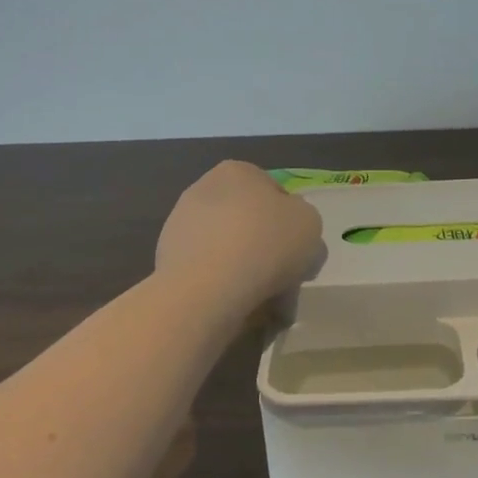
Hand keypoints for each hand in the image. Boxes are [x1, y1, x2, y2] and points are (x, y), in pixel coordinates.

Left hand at [156, 161, 324, 309]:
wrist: (206, 289)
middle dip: (266, 248)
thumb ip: (305, 221)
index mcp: (238, 171)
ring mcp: (180, 224)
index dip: (291, 224)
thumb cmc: (265, 243)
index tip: (298, 251)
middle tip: (283, 279)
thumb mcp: (310, 224)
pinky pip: (207, 271)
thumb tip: (291, 235)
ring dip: (245, 270)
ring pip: (228, 248)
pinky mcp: (166, 259)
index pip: (275, 194)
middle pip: (249, 222)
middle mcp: (204, 188)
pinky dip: (222, 286)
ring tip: (262, 302)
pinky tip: (236, 306)